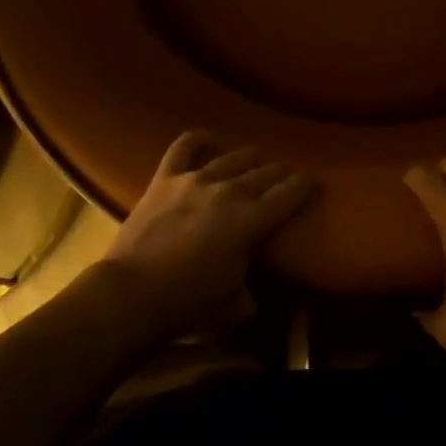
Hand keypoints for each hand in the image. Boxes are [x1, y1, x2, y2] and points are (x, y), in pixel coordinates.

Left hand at [104, 132, 316, 342]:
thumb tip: (252, 297)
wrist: (131, 292)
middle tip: (287, 175)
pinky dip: (198, 139)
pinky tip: (208, 139)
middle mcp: (229, 191)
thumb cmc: (186, 304)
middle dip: (281, 172)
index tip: (314, 180)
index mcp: (251, 220)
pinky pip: (184, 147)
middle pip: (265, 172)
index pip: (289, 194)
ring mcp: (196, 179)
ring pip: (233, 157)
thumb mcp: (230, 306)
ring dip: (250, 157)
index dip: (305, 185)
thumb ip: (247, 295)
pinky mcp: (166, 178)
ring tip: (257, 159)